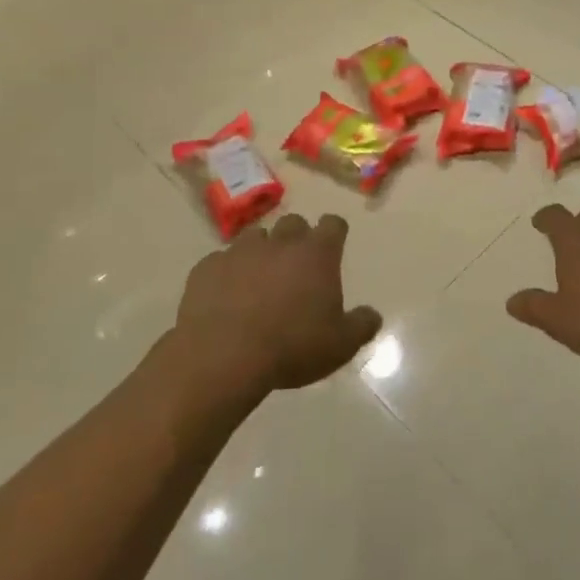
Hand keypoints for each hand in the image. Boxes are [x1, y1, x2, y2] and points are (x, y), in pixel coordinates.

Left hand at [174, 213, 381, 393]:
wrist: (223, 355)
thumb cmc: (292, 346)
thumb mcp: (341, 345)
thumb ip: (362, 325)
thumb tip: (372, 315)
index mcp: (316, 254)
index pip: (333, 224)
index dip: (334, 233)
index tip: (333, 246)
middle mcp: (280, 242)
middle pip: (293, 223)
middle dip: (297, 239)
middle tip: (297, 268)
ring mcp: (240, 251)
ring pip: (255, 238)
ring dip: (261, 252)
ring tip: (259, 281)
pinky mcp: (207, 267)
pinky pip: (221, 261)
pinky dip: (227, 273)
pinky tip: (226, 297)